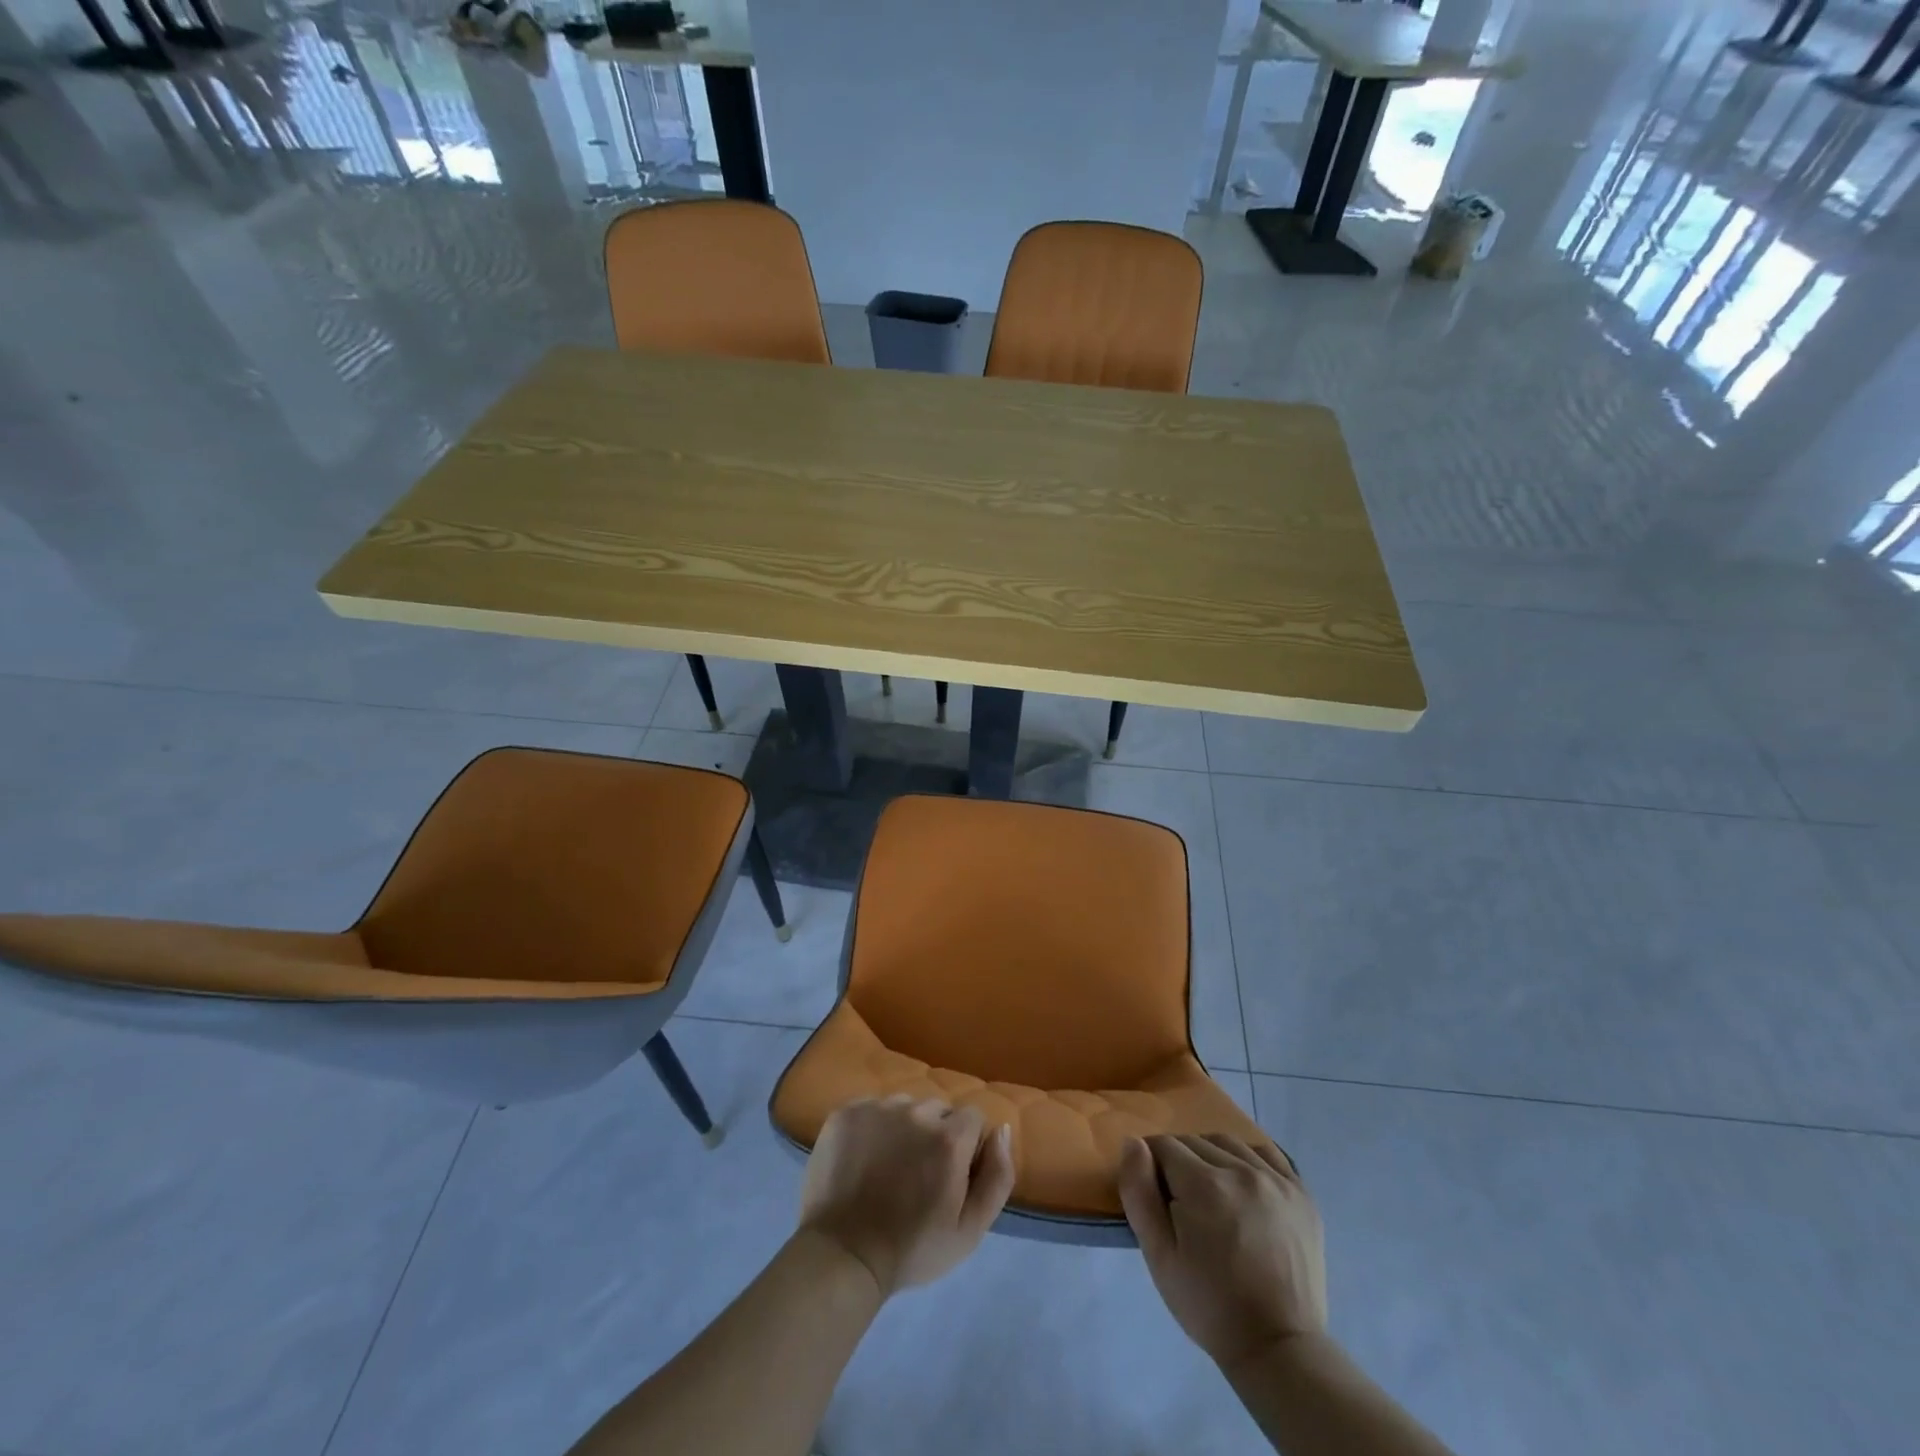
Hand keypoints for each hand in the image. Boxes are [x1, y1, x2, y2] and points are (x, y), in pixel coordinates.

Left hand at [798, 1095, 1015, 1298]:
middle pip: (938, 1109)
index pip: (973, 1118)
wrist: (843, 1256)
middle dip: (936, 1135)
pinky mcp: (846, 1112)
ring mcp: (877, 1108)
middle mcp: (915, 1112)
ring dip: (904, 1128)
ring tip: (889, 1167)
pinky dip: (873, 1127)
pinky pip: (872, 1108)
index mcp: (949, 1138)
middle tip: (918, 1175)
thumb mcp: (970, 1230)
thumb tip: (1001, 1130)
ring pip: (904, 1106)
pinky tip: (864, 1159)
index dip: (967, 1147)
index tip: (951, 1176)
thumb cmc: (912, 1249)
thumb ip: (997, 1177)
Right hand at [1117, 1134, 1326, 1370]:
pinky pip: (1267, 1153)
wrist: (1278, 1348)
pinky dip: (1248, 1158)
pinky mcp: (1302, 1194)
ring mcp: (1277, 1180)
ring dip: (1211, 1157)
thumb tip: (1133, 1143)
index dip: (1152, 1166)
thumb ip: (1139, 1192)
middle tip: (1182, 1204)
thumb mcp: (1158, 1256)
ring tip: (1212, 1195)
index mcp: (1204, 1184)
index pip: (1164, 1145)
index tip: (1157, 1197)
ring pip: (1228, 1143)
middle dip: (1179, 1163)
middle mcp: (1241, 1170)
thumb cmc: (1209, 1304)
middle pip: (1194, 1142)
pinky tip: (1244, 1184)